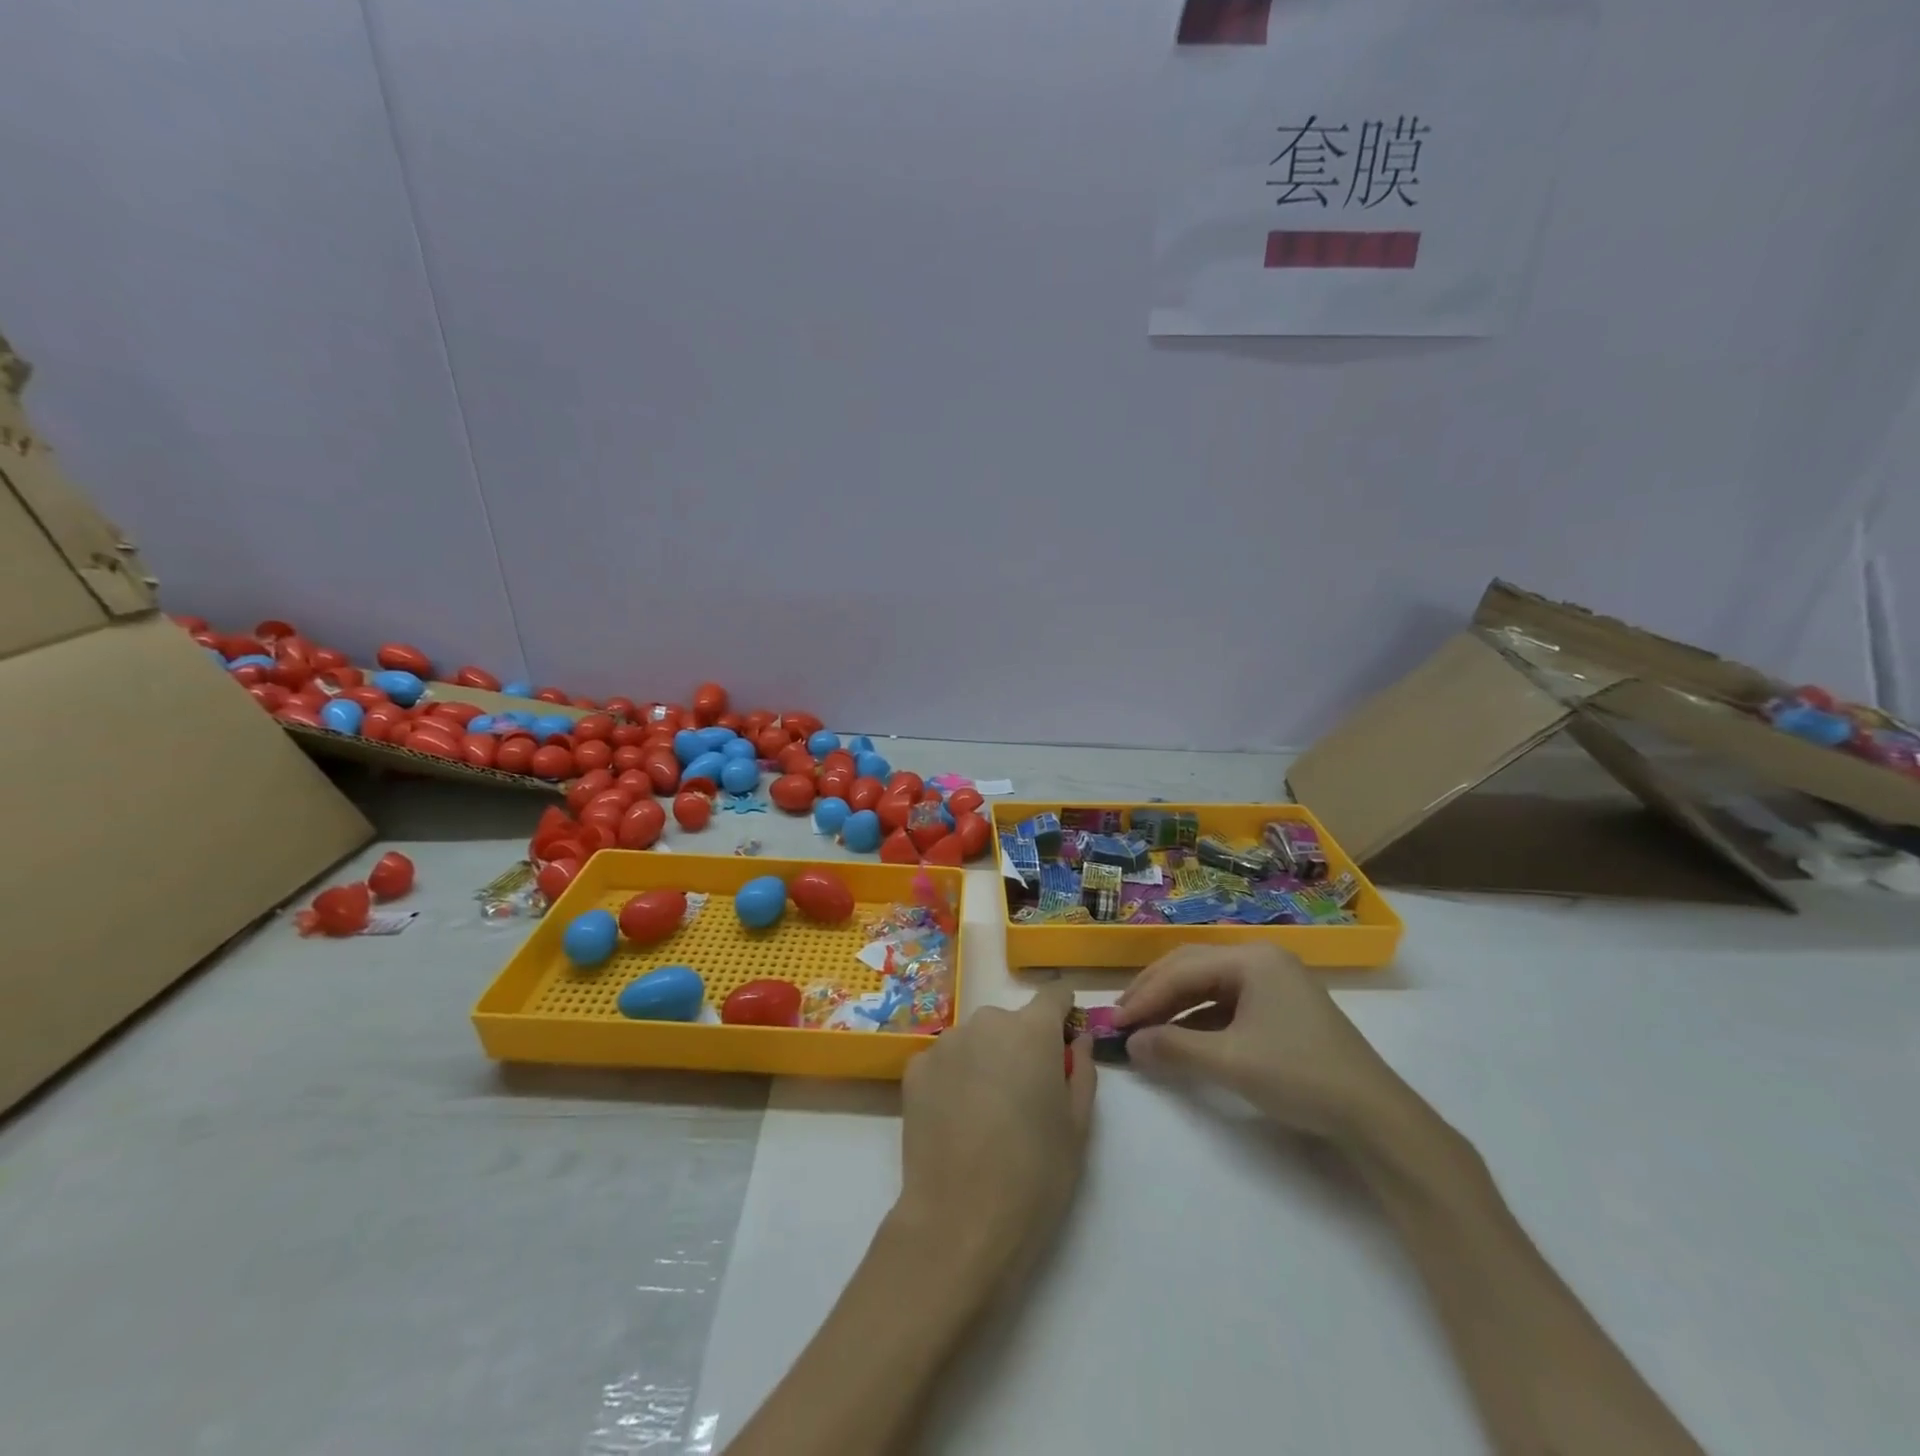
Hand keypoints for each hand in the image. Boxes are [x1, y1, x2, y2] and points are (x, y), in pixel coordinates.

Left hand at [894, 984, 1095, 1278]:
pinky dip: (954, 1079)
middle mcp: (986, 1023)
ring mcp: (945, 1043)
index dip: (1063, 1011)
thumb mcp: (1077, 1126)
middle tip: (1026, 1097)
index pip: (1053, 995)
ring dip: (986, 1061)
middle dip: (1022, 1046)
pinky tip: (957, 1121)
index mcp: (1032, 1030)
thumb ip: (1081, 1069)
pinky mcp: (915, 1069)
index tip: (1066, 1033)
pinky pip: (945, 1062)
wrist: (960, 1223)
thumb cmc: (1035, 1175)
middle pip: (1011, 1022)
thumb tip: (1077, 1038)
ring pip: (976, 1041)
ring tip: (988, 1115)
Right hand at [1114, 944, 1397, 1141]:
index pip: (1182, 970)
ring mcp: (1274, 982)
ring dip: (1174, 1005)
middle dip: (1154, 992)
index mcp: (1252, 959)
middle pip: (1192, 967)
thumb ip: (1174, 1049)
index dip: (1144, 996)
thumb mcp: (1230, 1063)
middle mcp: (1261, 959)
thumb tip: (1129, 1044)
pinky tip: (1181, 1037)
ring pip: (1208, 985)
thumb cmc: (1300, 1076)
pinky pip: (1227, 1002)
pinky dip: (1198, 1018)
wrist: (1375, 1117)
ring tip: (1144, 1027)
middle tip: (1121, 1018)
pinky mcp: (1280, 1007)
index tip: (1113, 1022)